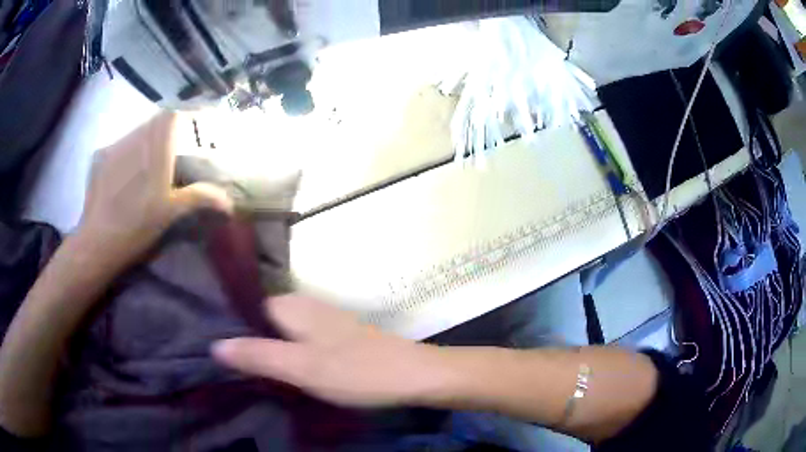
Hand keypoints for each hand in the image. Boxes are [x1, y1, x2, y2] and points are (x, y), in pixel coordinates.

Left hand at [78, 111, 231, 265]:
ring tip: (145, 163)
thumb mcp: (171, 214)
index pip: (171, 116)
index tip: (189, 127)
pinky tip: (123, 173)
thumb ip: (200, 198)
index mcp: (156, 148)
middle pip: (153, 121)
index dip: (182, 116)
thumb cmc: (138, 226)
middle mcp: (135, 139)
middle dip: (163, 129)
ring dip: (144, 139)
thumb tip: (229, 202)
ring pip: (135, 130)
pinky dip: (125, 151)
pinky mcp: (99, 157)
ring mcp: (115, 146)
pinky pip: (118, 144)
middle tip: (168, 150)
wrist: (98, 242)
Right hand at [212, 295, 449, 406]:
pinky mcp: (337, 338)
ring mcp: (323, 321)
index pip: (247, 308)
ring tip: (251, 376)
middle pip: (263, 321)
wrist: (413, 375)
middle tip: (232, 371)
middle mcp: (305, 306)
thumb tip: (214, 345)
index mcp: (291, 306)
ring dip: (268, 351)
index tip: (217, 354)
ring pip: (282, 333)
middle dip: (248, 343)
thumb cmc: (355, 371)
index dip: (232, 330)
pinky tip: (286, 374)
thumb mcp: (300, 367)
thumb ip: (257, 355)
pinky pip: (300, 342)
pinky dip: (289, 355)